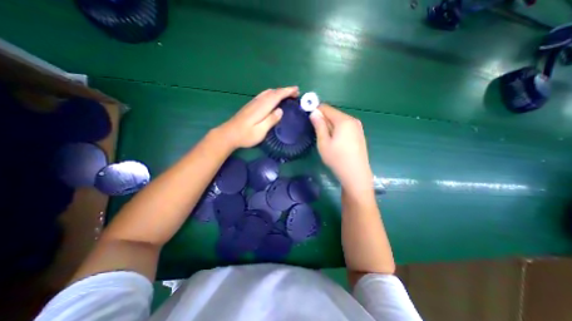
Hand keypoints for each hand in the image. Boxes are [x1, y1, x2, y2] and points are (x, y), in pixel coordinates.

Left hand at [219, 87, 299, 148]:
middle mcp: (257, 102)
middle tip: (295, 93)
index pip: (276, 95)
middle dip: (285, 90)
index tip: (297, 90)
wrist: (228, 134)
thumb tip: (281, 110)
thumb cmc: (245, 135)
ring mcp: (253, 103)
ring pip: (267, 92)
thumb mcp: (260, 131)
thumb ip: (271, 120)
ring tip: (287, 94)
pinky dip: (272, 94)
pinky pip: (263, 95)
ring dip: (278, 91)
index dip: (287, 92)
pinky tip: (273, 98)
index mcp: (262, 107)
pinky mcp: (250, 106)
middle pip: (272, 92)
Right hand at [311, 106, 373, 195]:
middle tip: (317, 133)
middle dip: (323, 120)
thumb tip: (314, 112)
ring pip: (339, 121)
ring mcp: (358, 127)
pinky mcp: (359, 134)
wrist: (356, 174)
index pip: (326, 108)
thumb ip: (319, 125)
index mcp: (343, 120)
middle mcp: (352, 120)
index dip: (316, 111)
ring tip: (326, 140)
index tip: (309, 119)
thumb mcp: (323, 142)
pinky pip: (345, 127)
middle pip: (334, 114)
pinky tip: (336, 142)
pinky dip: (337, 130)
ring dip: (330, 126)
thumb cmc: (337, 158)